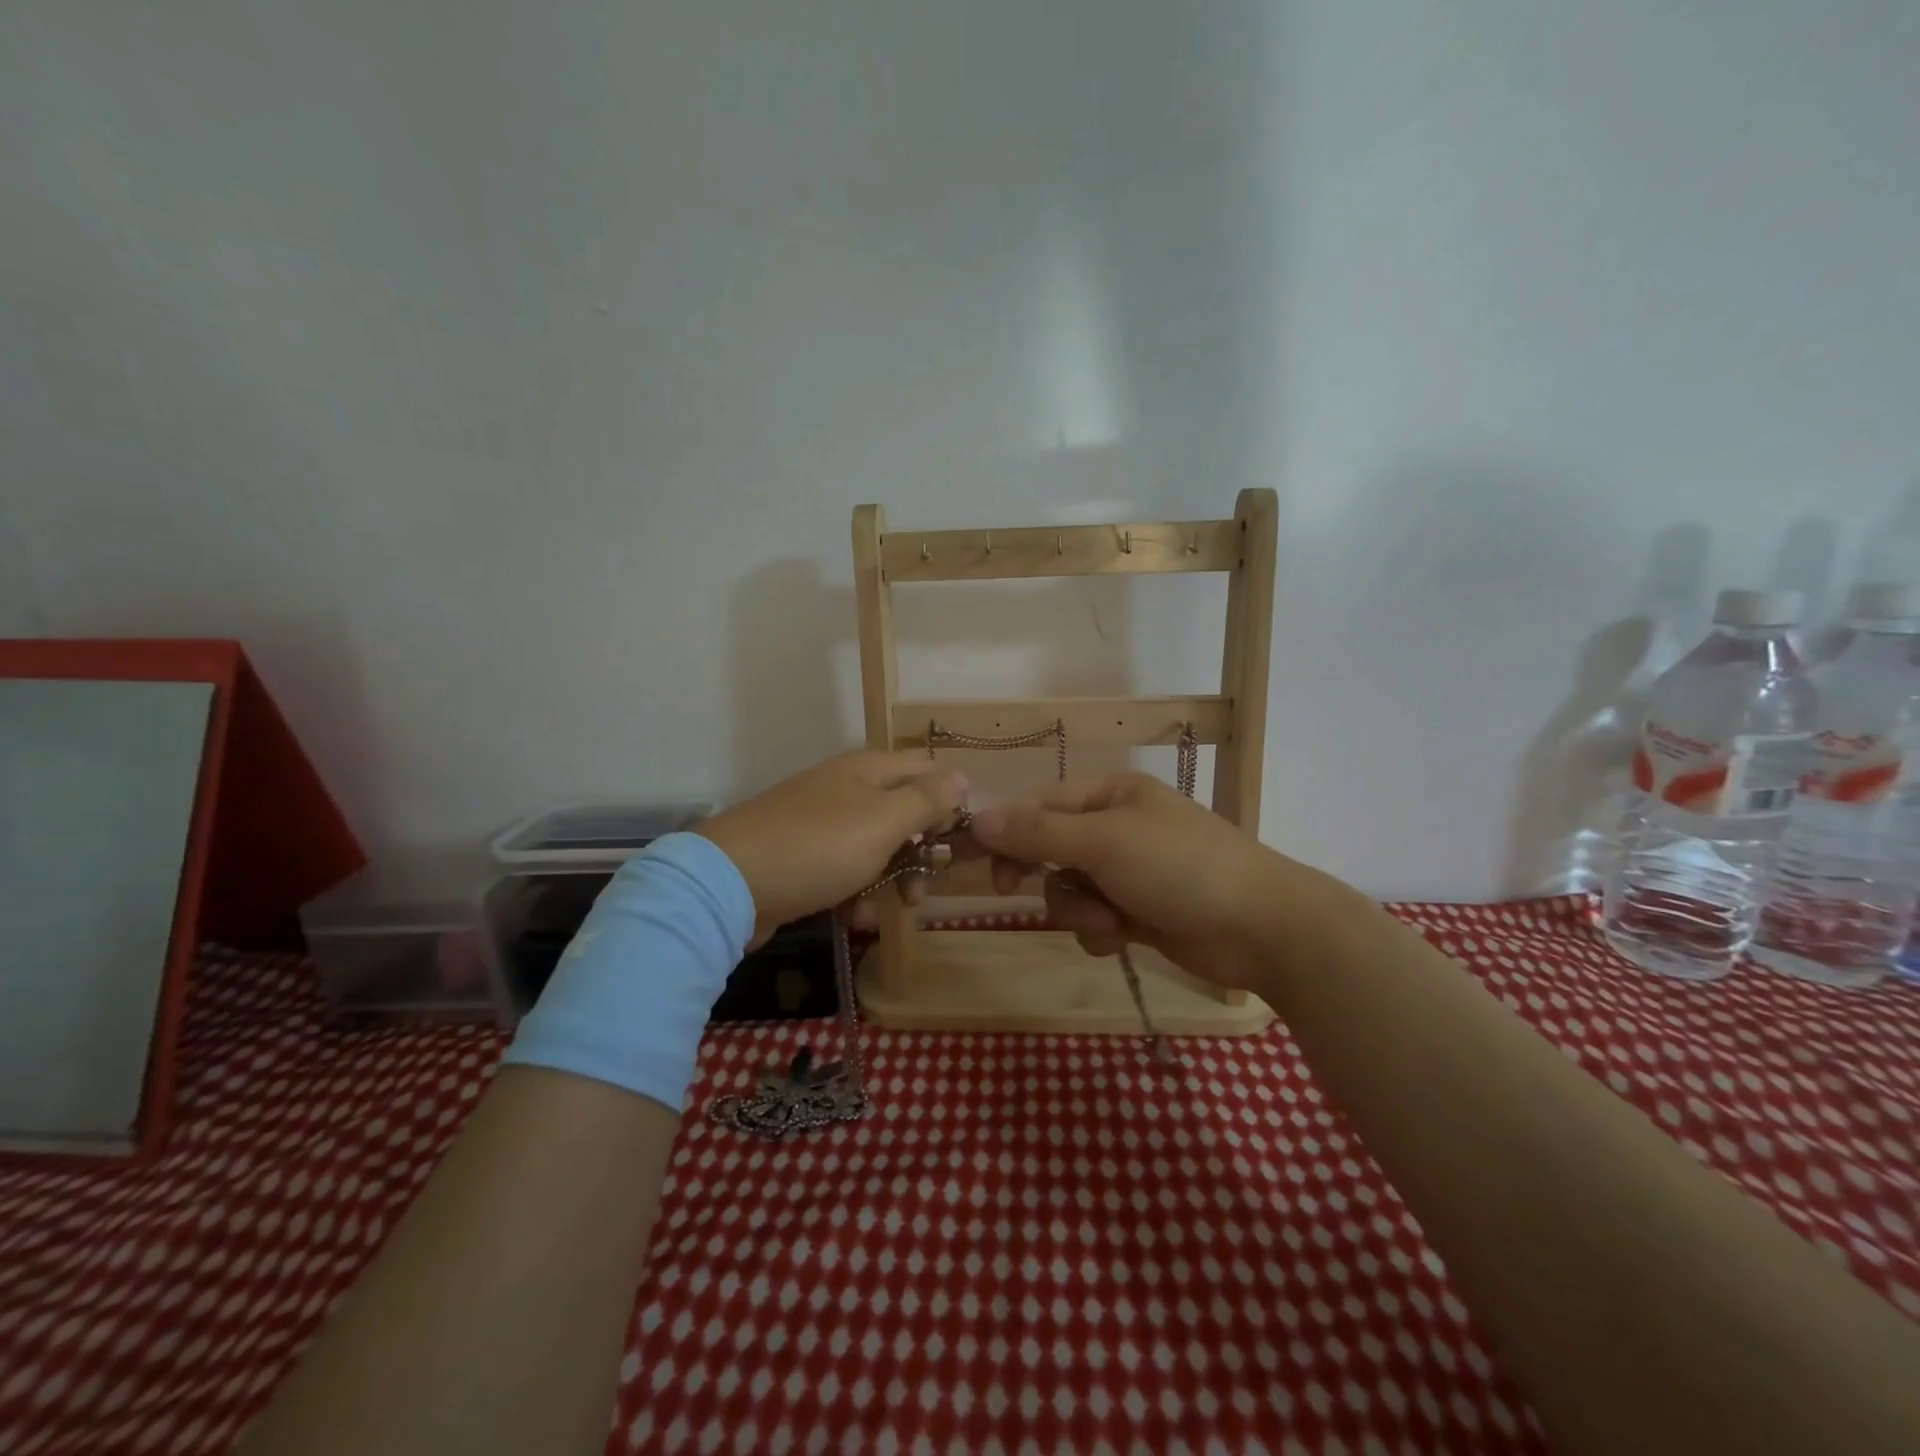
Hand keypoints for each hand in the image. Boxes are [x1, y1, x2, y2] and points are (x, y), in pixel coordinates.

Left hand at [695, 750, 968, 946]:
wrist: (728, 885)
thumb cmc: (818, 847)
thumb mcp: (883, 822)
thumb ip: (926, 799)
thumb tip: (962, 776)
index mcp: (869, 769)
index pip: (928, 769)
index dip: (950, 801)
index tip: (959, 841)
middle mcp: (847, 788)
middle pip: (904, 810)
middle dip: (922, 849)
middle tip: (926, 886)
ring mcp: (822, 821)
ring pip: (877, 844)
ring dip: (893, 876)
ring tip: (895, 908)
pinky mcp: (803, 855)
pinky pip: (845, 868)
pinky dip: (857, 891)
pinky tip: (856, 916)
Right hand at [968, 773, 1326, 991]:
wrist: (1260, 929)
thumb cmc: (1179, 867)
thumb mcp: (1103, 842)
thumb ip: (1038, 832)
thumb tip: (979, 818)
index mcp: (1111, 795)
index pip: (1040, 804)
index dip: (1006, 831)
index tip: (978, 861)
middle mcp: (1117, 828)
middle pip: (1050, 849)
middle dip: (1046, 875)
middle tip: (1012, 890)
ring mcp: (1130, 873)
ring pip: (1070, 890)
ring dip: (1078, 910)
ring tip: (1109, 922)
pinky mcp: (1141, 913)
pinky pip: (1095, 920)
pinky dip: (1101, 932)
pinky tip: (1123, 939)